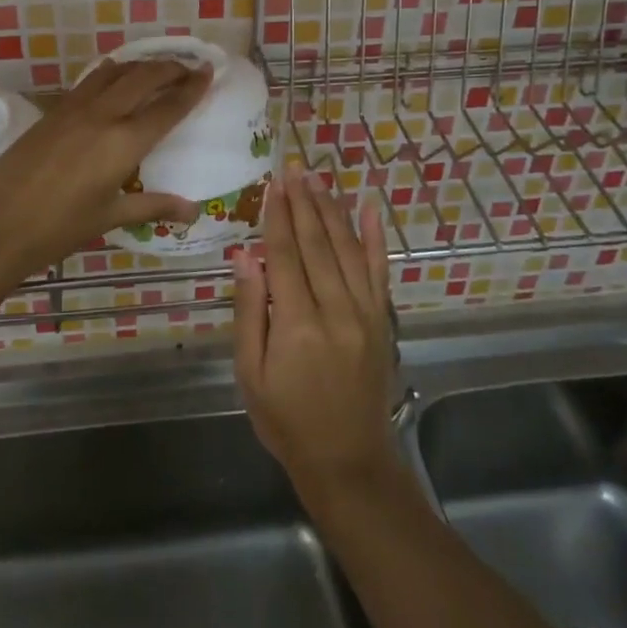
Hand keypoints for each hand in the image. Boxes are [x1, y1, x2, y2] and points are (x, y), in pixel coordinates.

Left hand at [0, 59, 210, 282]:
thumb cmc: (58, 229)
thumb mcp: (109, 217)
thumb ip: (152, 206)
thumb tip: (192, 211)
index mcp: (124, 142)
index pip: (167, 106)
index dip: (191, 87)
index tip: (208, 71)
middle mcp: (102, 115)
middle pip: (143, 77)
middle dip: (170, 67)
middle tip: (188, 67)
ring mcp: (73, 109)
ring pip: (114, 72)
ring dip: (139, 65)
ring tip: (155, 68)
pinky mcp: (51, 112)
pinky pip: (90, 82)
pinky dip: (111, 74)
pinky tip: (113, 81)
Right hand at [234, 162, 398, 499]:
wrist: (348, 460)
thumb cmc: (286, 420)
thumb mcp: (251, 373)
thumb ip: (250, 312)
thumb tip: (244, 257)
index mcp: (296, 324)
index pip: (285, 256)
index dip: (278, 216)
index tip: (273, 183)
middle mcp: (335, 310)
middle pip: (316, 244)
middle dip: (303, 203)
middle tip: (294, 167)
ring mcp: (365, 314)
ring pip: (347, 249)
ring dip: (331, 210)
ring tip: (319, 179)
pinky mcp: (383, 321)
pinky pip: (379, 271)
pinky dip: (375, 238)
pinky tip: (369, 209)